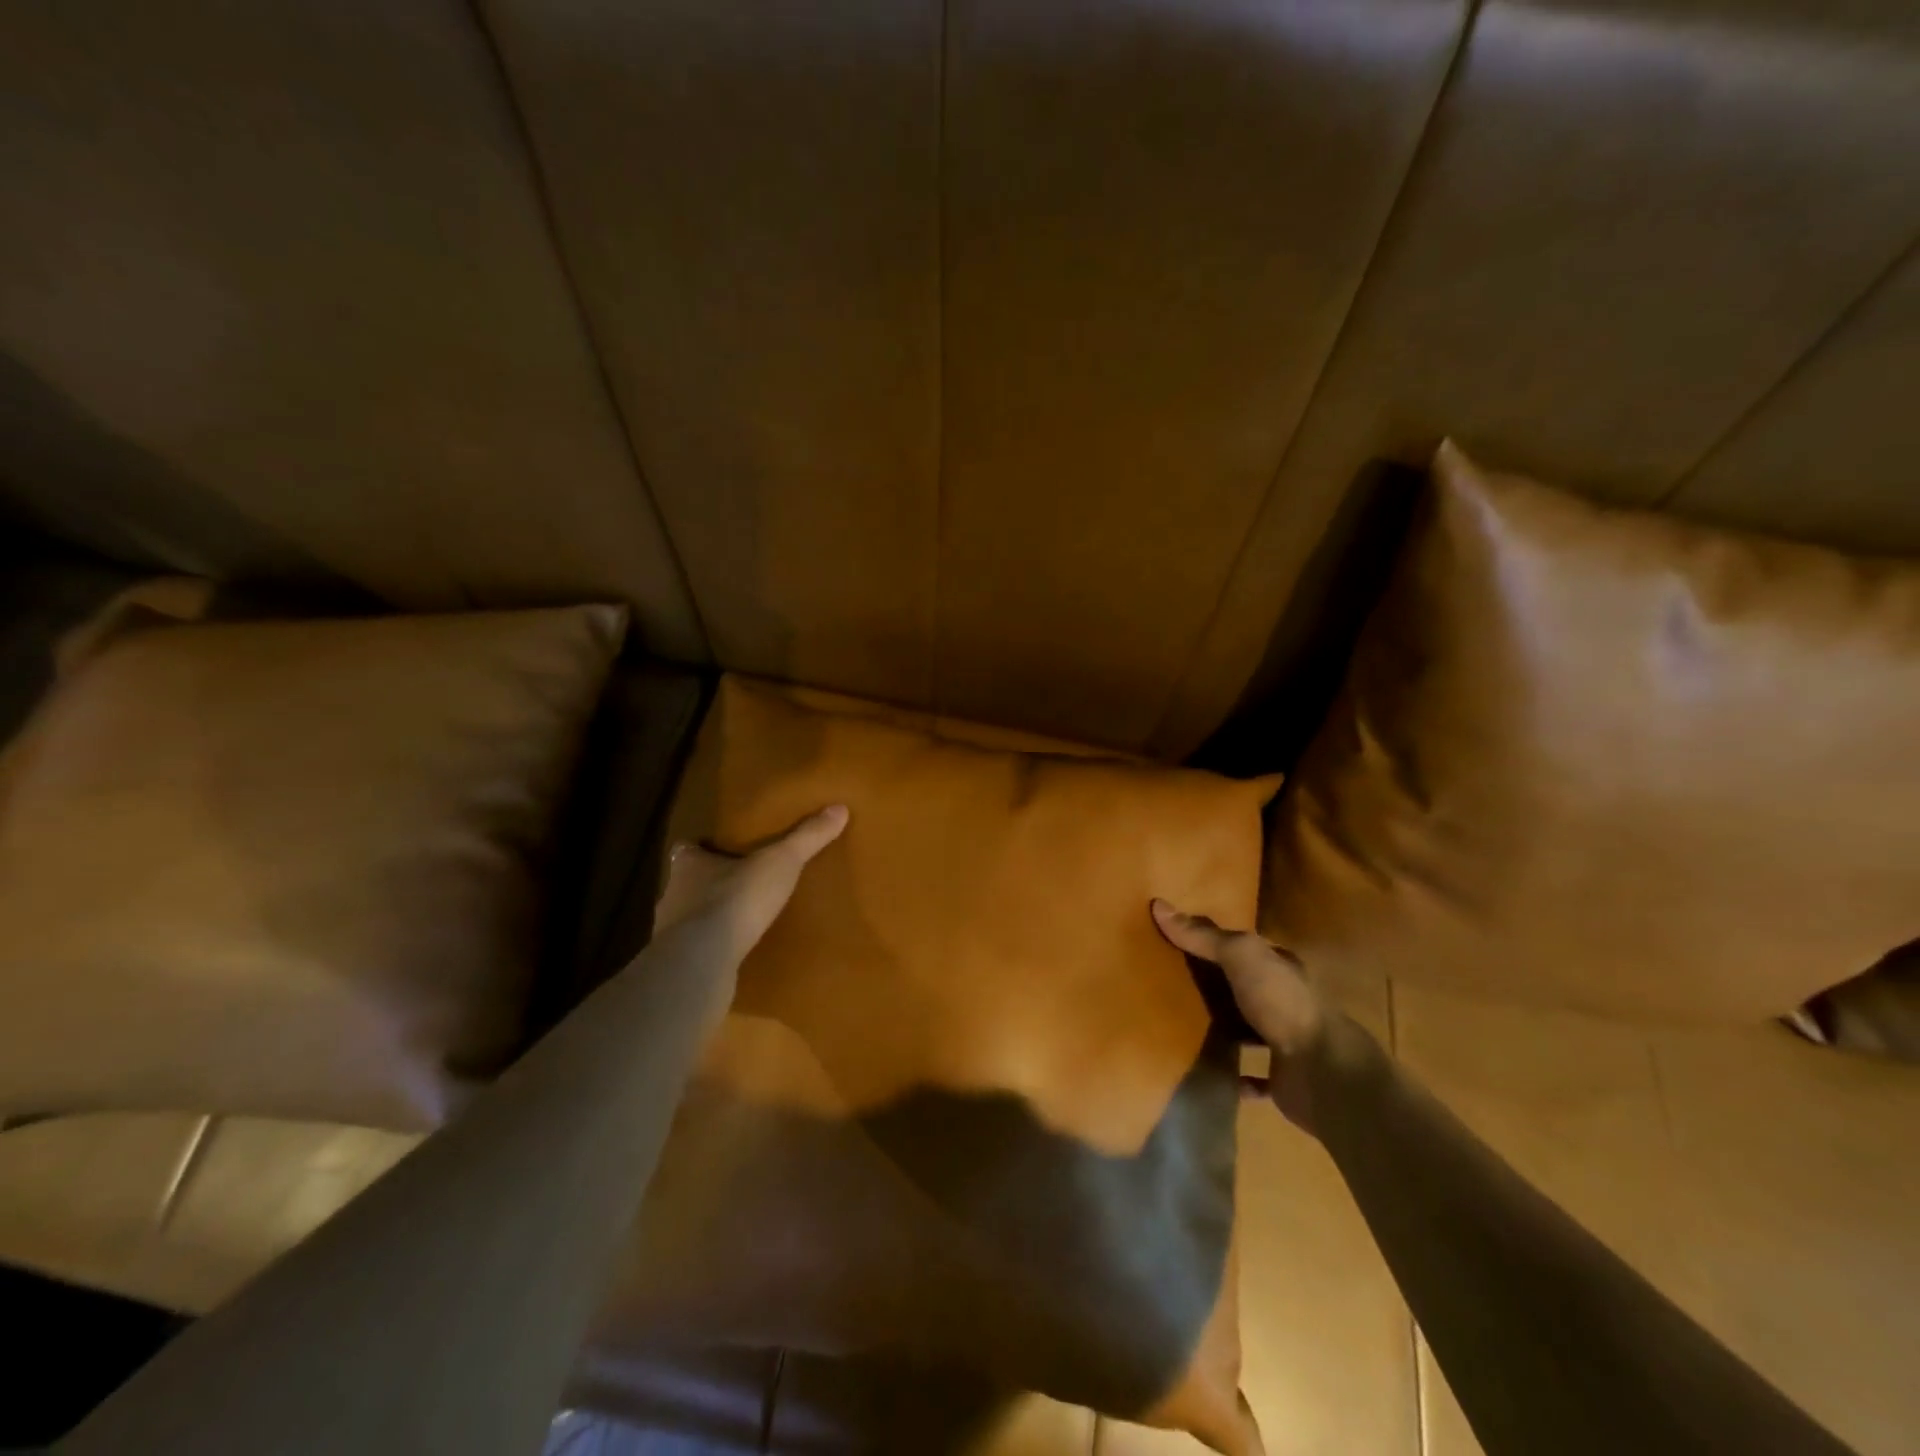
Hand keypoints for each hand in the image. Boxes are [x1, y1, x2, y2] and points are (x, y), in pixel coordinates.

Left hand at [655, 805, 848, 963]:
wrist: (701, 962)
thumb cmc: (735, 900)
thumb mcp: (780, 862)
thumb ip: (806, 837)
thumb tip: (839, 808)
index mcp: (688, 864)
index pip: (687, 849)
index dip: (702, 848)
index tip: (719, 848)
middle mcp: (672, 894)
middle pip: (687, 882)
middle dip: (709, 883)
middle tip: (739, 882)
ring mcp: (670, 932)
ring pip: (689, 917)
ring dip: (710, 918)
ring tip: (741, 919)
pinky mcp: (679, 964)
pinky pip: (697, 950)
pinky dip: (712, 948)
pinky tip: (734, 952)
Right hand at [1151, 898, 1328, 1130]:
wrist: (1322, 1072)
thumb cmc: (1282, 1003)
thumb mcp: (1241, 956)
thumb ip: (1203, 936)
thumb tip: (1159, 905)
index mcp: (1283, 967)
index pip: (1247, 948)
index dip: (1216, 942)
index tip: (1181, 941)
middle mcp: (1287, 1000)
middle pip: (1246, 986)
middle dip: (1217, 985)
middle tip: (1172, 983)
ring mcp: (1288, 1041)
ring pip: (1250, 1029)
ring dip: (1226, 1028)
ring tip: (1182, 1026)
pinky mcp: (1283, 1078)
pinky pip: (1253, 1075)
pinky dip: (1236, 1075)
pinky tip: (1212, 1071)